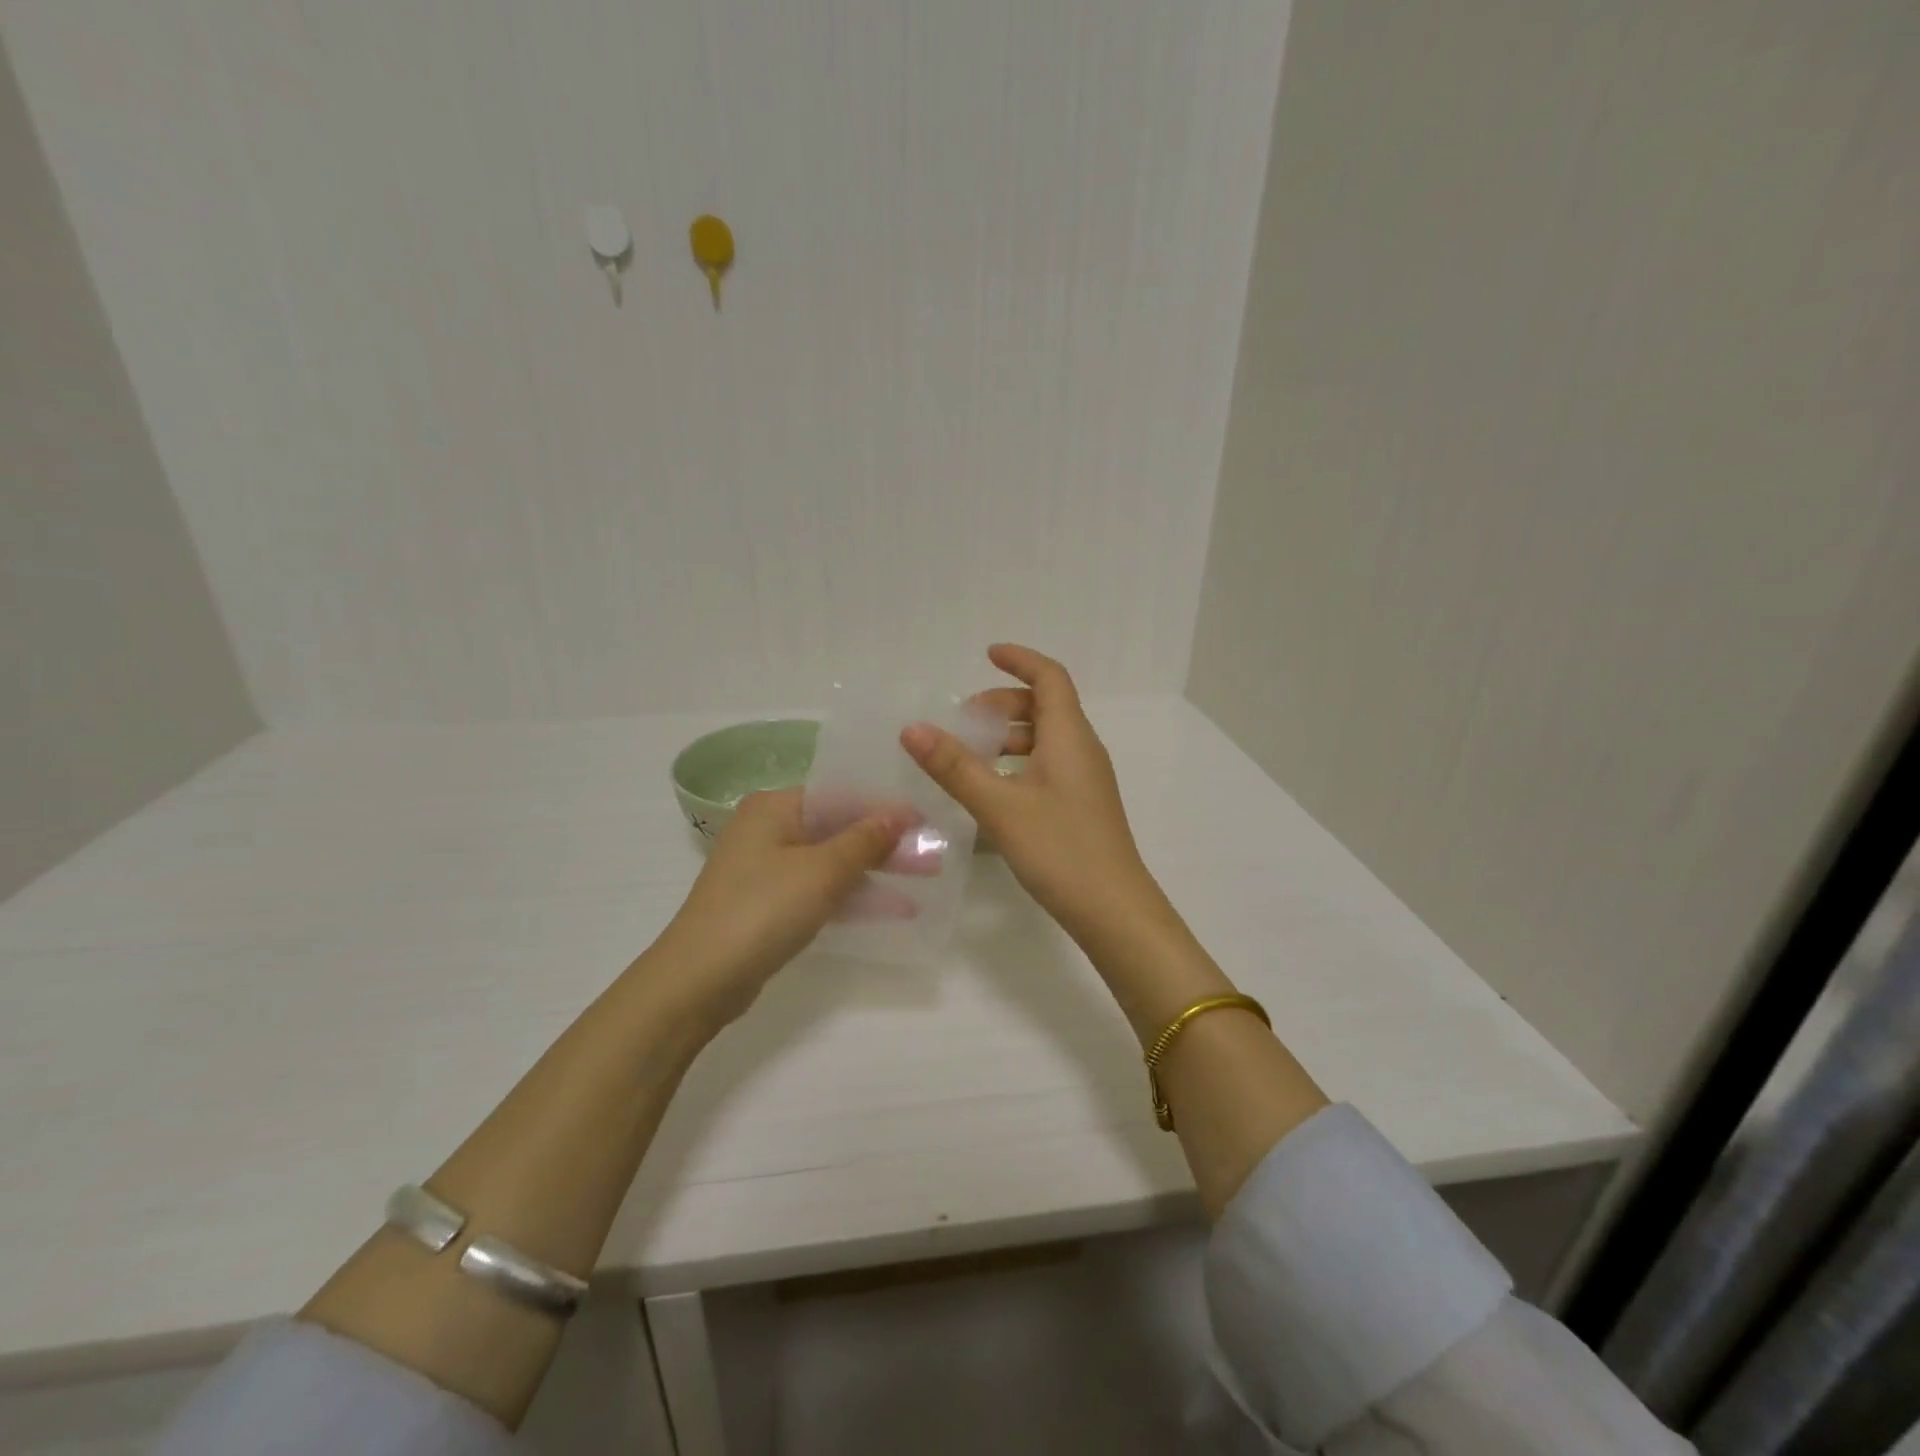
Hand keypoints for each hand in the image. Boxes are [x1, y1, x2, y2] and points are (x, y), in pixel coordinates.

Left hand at [650, 788, 915, 1027]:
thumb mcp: (821, 871)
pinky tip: (892, 908)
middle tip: (933, 855)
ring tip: (924, 882)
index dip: (886, 808)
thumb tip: (899, 814)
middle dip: (886, 844)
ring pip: (833, 862)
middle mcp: (769, 830)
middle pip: (839, 828)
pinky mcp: (770, 904)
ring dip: (876, 872)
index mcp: (775, 807)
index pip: (842, 795)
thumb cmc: (762, 910)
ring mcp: (768, 869)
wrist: (698, 981)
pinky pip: (821, 890)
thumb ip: (864, 840)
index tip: (927, 821)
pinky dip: (853, 896)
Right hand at [902, 644, 1161, 949]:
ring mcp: (1086, 779)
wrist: (1113, 909)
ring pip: (1047, 738)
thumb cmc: (1060, 849)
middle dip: (1005, 702)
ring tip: (971, 754)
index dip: (1020, 660)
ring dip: (1010, 735)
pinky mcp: (1083, 805)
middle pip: (1047, 705)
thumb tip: (912, 728)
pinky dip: (1020, 761)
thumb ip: (954, 767)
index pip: (1050, 677)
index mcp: (1069, 736)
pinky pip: (1050, 764)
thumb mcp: (999, 806)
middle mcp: (1082, 749)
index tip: (988, 654)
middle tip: (965, 719)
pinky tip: (994, 789)